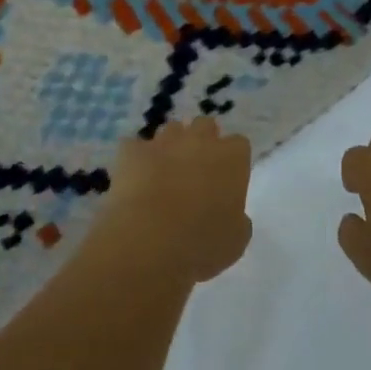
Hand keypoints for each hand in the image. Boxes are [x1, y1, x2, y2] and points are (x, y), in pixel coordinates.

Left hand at [90, 118, 252, 285]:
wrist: (147, 242)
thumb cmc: (202, 244)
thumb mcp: (236, 240)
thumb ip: (238, 219)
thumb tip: (232, 215)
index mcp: (232, 158)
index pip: (239, 144)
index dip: (232, 161)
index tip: (226, 181)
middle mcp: (200, 140)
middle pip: (205, 126)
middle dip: (202, 142)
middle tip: (196, 172)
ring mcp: (163, 142)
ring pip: (171, 130)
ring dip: (171, 147)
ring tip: (164, 175)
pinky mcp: (131, 151)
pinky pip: (135, 147)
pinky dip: (136, 159)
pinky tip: (134, 180)